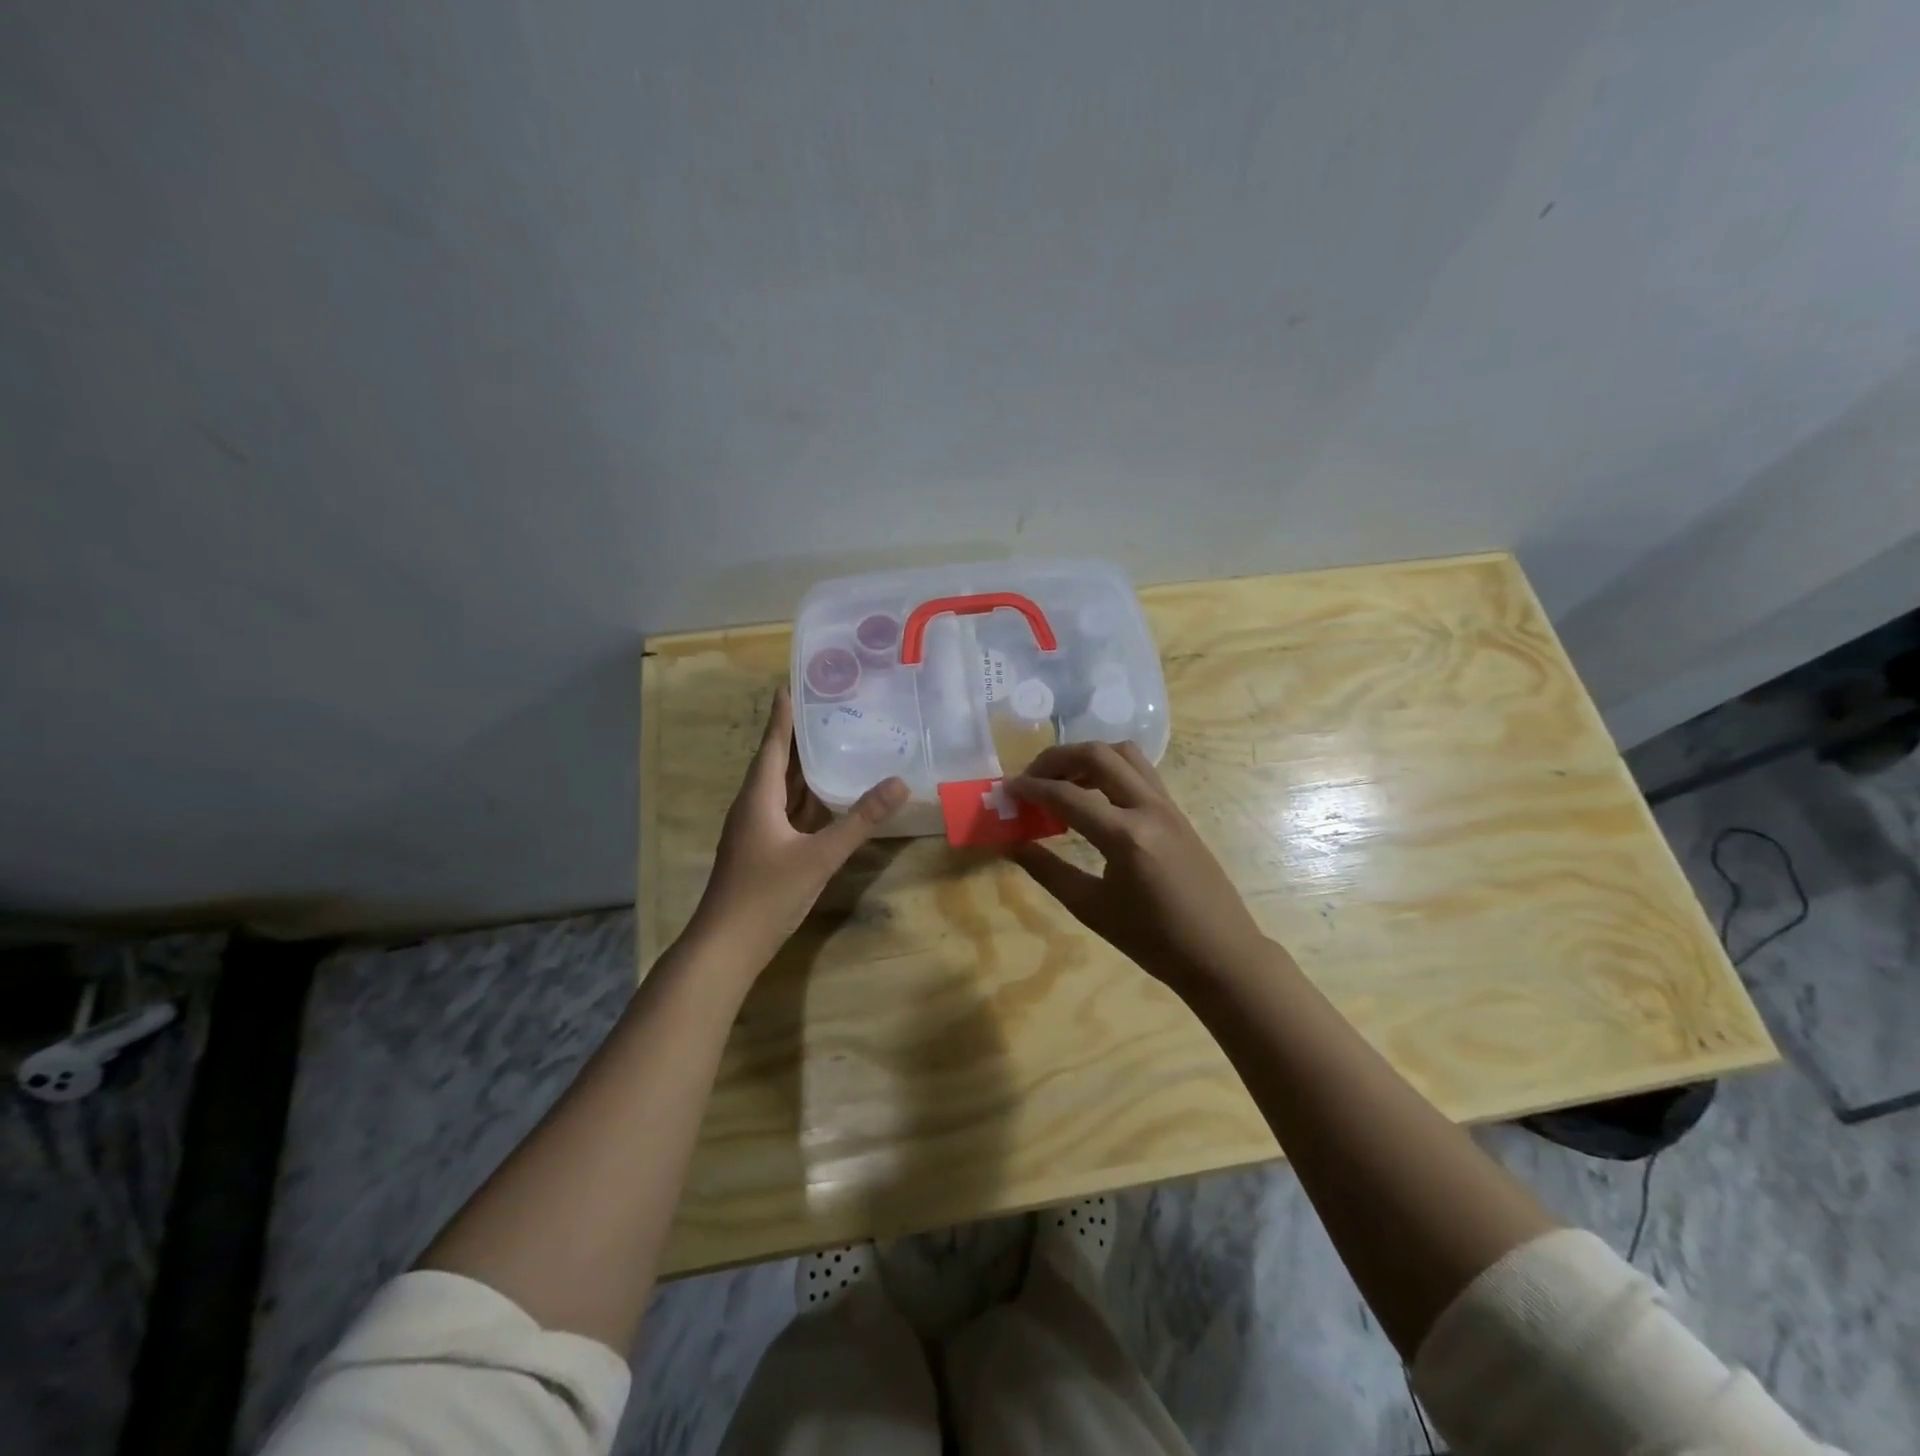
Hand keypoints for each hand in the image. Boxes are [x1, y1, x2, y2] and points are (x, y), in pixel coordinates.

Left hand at [688, 686, 908, 972]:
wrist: (727, 946)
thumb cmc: (767, 894)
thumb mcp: (819, 856)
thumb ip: (860, 820)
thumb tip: (899, 783)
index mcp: (758, 797)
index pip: (773, 745)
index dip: (783, 715)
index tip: (792, 684)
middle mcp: (753, 806)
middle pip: (777, 762)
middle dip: (798, 735)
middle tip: (827, 707)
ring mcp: (756, 830)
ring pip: (782, 788)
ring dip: (803, 766)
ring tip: (832, 740)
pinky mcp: (763, 849)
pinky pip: (787, 810)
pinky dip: (806, 797)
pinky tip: (828, 794)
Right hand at [1006, 741, 1271, 987]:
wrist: (1221, 954)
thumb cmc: (1153, 941)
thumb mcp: (1091, 909)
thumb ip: (1048, 871)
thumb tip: (1013, 844)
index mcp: (1126, 836)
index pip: (1067, 795)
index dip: (1031, 788)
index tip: (1007, 790)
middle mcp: (1149, 808)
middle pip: (1097, 755)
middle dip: (1057, 759)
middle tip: (1032, 779)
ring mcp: (1168, 805)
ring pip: (1124, 754)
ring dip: (1087, 757)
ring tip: (1063, 783)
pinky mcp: (1177, 811)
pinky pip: (1140, 771)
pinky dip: (1110, 769)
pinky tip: (1095, 797)